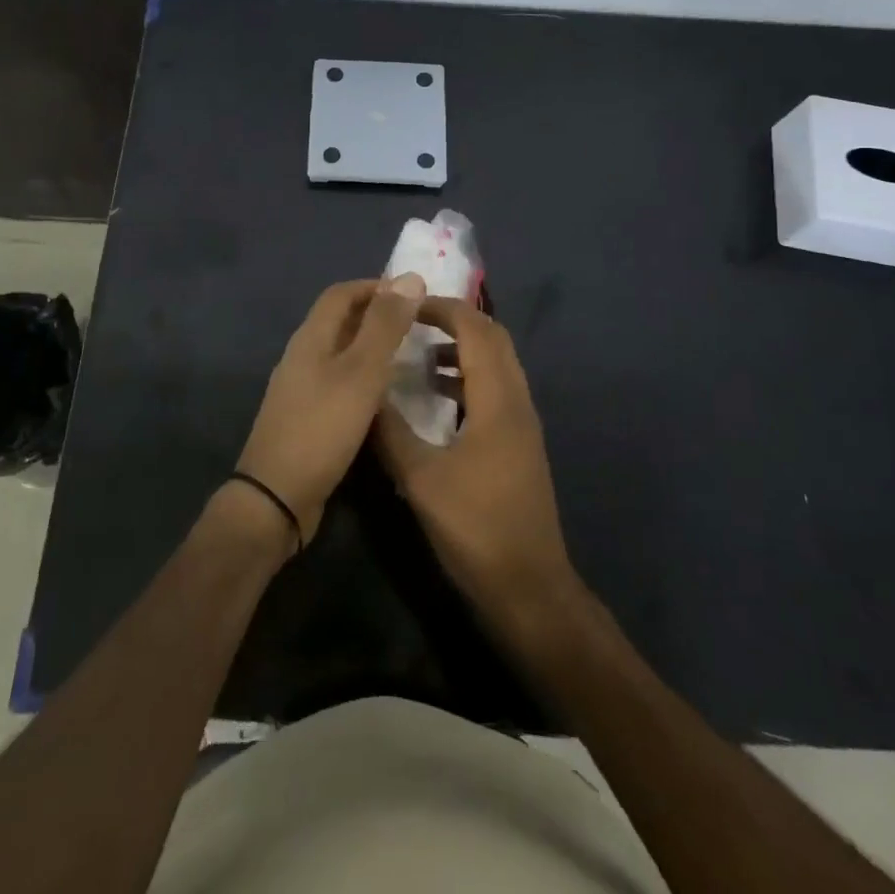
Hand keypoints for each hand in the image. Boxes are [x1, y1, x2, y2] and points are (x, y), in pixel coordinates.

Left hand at [236, 274, 426, 548]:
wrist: (278, 496)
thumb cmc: (323, 427)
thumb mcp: (361, 372)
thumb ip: (385, 326)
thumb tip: (410, 276)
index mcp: (311, 337)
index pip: (341, 293)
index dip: (375, 287)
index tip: (412, 295)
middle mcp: (302, 355)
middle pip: (339, 320)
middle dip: (376, 315)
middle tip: (416, 326)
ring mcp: (300, 387)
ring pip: (340, 352)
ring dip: (370, 347)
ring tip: (408, 357)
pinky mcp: (306, 416)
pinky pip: (338, 381)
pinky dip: (363, 377)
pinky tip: (384, 397)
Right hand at [375, 298, 576, 619]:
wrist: (529, 588)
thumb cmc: (475, 528)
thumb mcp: (420, 479)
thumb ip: (390, 432)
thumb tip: (364, 395)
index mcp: (498, 400)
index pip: (476, 330)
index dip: (442, 309)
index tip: (406, 306)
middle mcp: (518, 402)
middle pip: (493, 339)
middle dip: (454, 322)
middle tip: (412, 323)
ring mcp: (522, 424)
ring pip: (496, 366)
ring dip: (461, 351)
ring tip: (418, 358)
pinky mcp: (519, 445)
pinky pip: (495, 392)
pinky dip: (467, 381)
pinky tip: (436, 402)